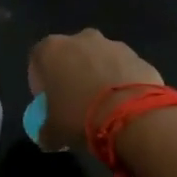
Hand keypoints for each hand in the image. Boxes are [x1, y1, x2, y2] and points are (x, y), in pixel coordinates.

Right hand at [27, 29, 164, 152]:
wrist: (133, 116)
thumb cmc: (80, 117)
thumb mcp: (53, 132)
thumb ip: (45, 131)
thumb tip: (47, 137)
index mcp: (52, 50)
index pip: (37, 60)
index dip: (40, 82)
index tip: (48, 101)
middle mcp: (81, 39)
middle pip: (70, 56)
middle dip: (71, 75)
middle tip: (75, 102)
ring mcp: (113, 45)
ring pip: (99, 60)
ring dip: (98, 77)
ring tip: (103, 106)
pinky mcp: (139, 56)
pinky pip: (123, 69)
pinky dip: (121, 82)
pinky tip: (124, 105)